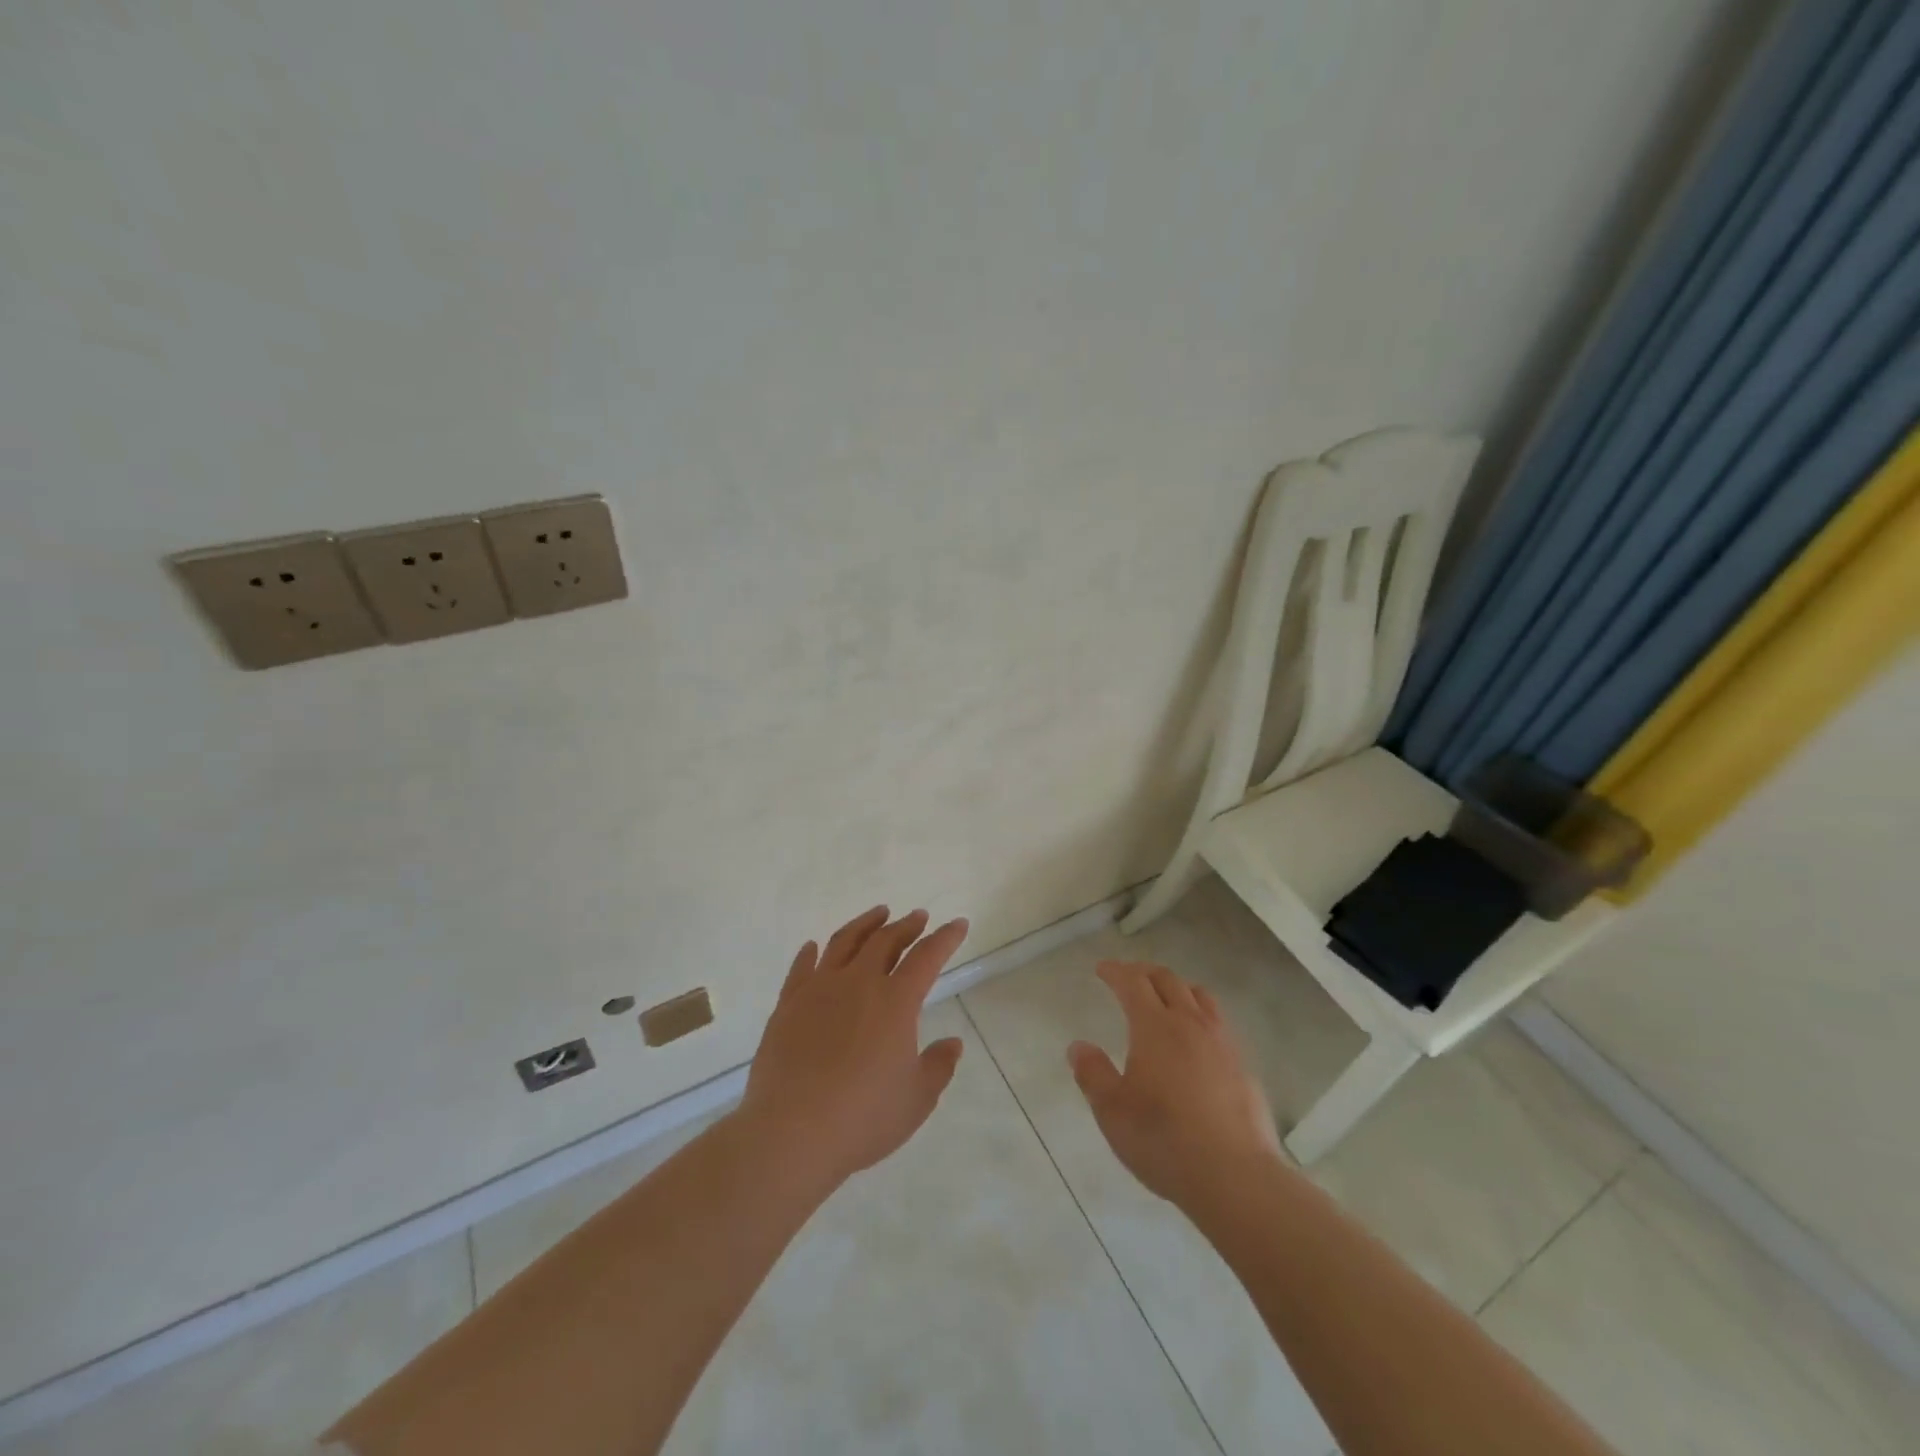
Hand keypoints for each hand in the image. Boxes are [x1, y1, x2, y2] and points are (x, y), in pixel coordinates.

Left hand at [739, 906, 968, 1194]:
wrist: (792, 1132)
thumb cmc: (864, 1117)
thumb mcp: (916, 1099)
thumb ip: (938, 1066)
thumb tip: (953, 1043)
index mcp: (896, 1001)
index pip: (927, 957)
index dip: (945, 938)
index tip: (957, 924)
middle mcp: (858, 983)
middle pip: (885, 940)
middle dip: (906, 925)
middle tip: (917, 917)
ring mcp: (819, 990)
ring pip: (844, 942)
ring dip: (865, 924)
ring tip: (877, 914)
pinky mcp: (788, 1005)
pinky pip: (801, 968)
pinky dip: (811, 953)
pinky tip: (814, 947)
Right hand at [1068, 961, 1281, 1208]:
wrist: (1235, 1176)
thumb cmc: (1163, 1139)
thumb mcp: (1112, 1111)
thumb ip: (1092, 1073)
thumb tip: (1078, 1047)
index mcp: (1154, 1026)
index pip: (1132, 982)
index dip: (1115, 971)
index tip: (1102, 969)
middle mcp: (1190, 1023)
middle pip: (1167, 980)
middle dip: (1144, 972)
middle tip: (1129, 976)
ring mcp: (1222, 1042)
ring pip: (1200, 996)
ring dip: (1177, 988)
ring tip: (1166, 998)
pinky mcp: (1243, 1066)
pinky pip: (1219, 1023)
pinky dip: (1201, 1015)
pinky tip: (1196, 1039)